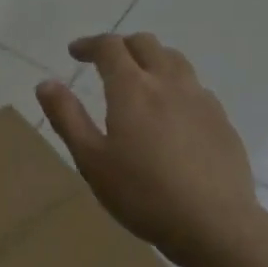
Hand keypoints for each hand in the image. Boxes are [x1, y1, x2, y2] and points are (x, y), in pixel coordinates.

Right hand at [36, 33, 261, 266]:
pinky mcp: (221, 120)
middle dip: (121, 46)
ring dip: (152, 59)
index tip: (75, 52)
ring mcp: (200, 99)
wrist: (213, 222)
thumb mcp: (92, 160)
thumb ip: (67, 118)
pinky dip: (175, 85)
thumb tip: (46, 83)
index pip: (110, 47)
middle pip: (146, 44)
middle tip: (105, 63)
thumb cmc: (142, 194)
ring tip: (140, 80)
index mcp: (133, 88)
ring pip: (175, 60)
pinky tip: (171, 112)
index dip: (90, 44)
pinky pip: (194, 87)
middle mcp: (169, 82)